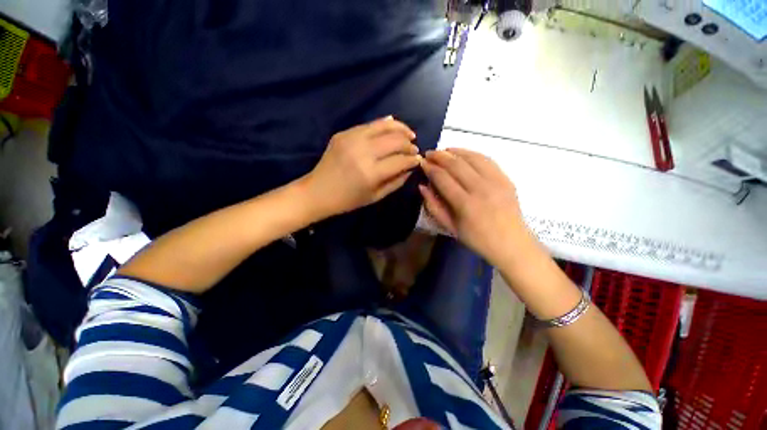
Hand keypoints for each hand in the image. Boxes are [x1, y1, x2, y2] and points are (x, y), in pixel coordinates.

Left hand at [304, 117, 420, 217]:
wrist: (317, 191)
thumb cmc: (348, 200)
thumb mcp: (376, 196)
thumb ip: (396, 181)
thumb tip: (411, 167)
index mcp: (371, 173)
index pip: (400, 160)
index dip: (413, 159)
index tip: (419, 160)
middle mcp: (363, 152)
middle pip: (395, 141)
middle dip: (409, 144)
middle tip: (414, 148)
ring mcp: (352, 139)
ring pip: (384, 126)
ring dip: (400, 129)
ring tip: (409, 134)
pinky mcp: (344, 133)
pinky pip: (369, 124)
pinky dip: (384, 125)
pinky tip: (393, 126)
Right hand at [419, 148, 529, 264]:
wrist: (512, 244)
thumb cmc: (477, 239)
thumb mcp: (450, 227)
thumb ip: (434, 206)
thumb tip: (422, 186)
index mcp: (465, 204)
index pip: (443, 178)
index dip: (430, 168)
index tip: (422, 163)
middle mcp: (481, 189)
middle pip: (456, 164)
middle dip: (439, 156)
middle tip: (429, 153)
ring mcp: (496, 182)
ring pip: (471, 157)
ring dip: (455, 151)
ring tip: (443, 151)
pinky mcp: (506, 179)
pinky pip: (487, 159)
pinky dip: (472, 153)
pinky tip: (463, 154)